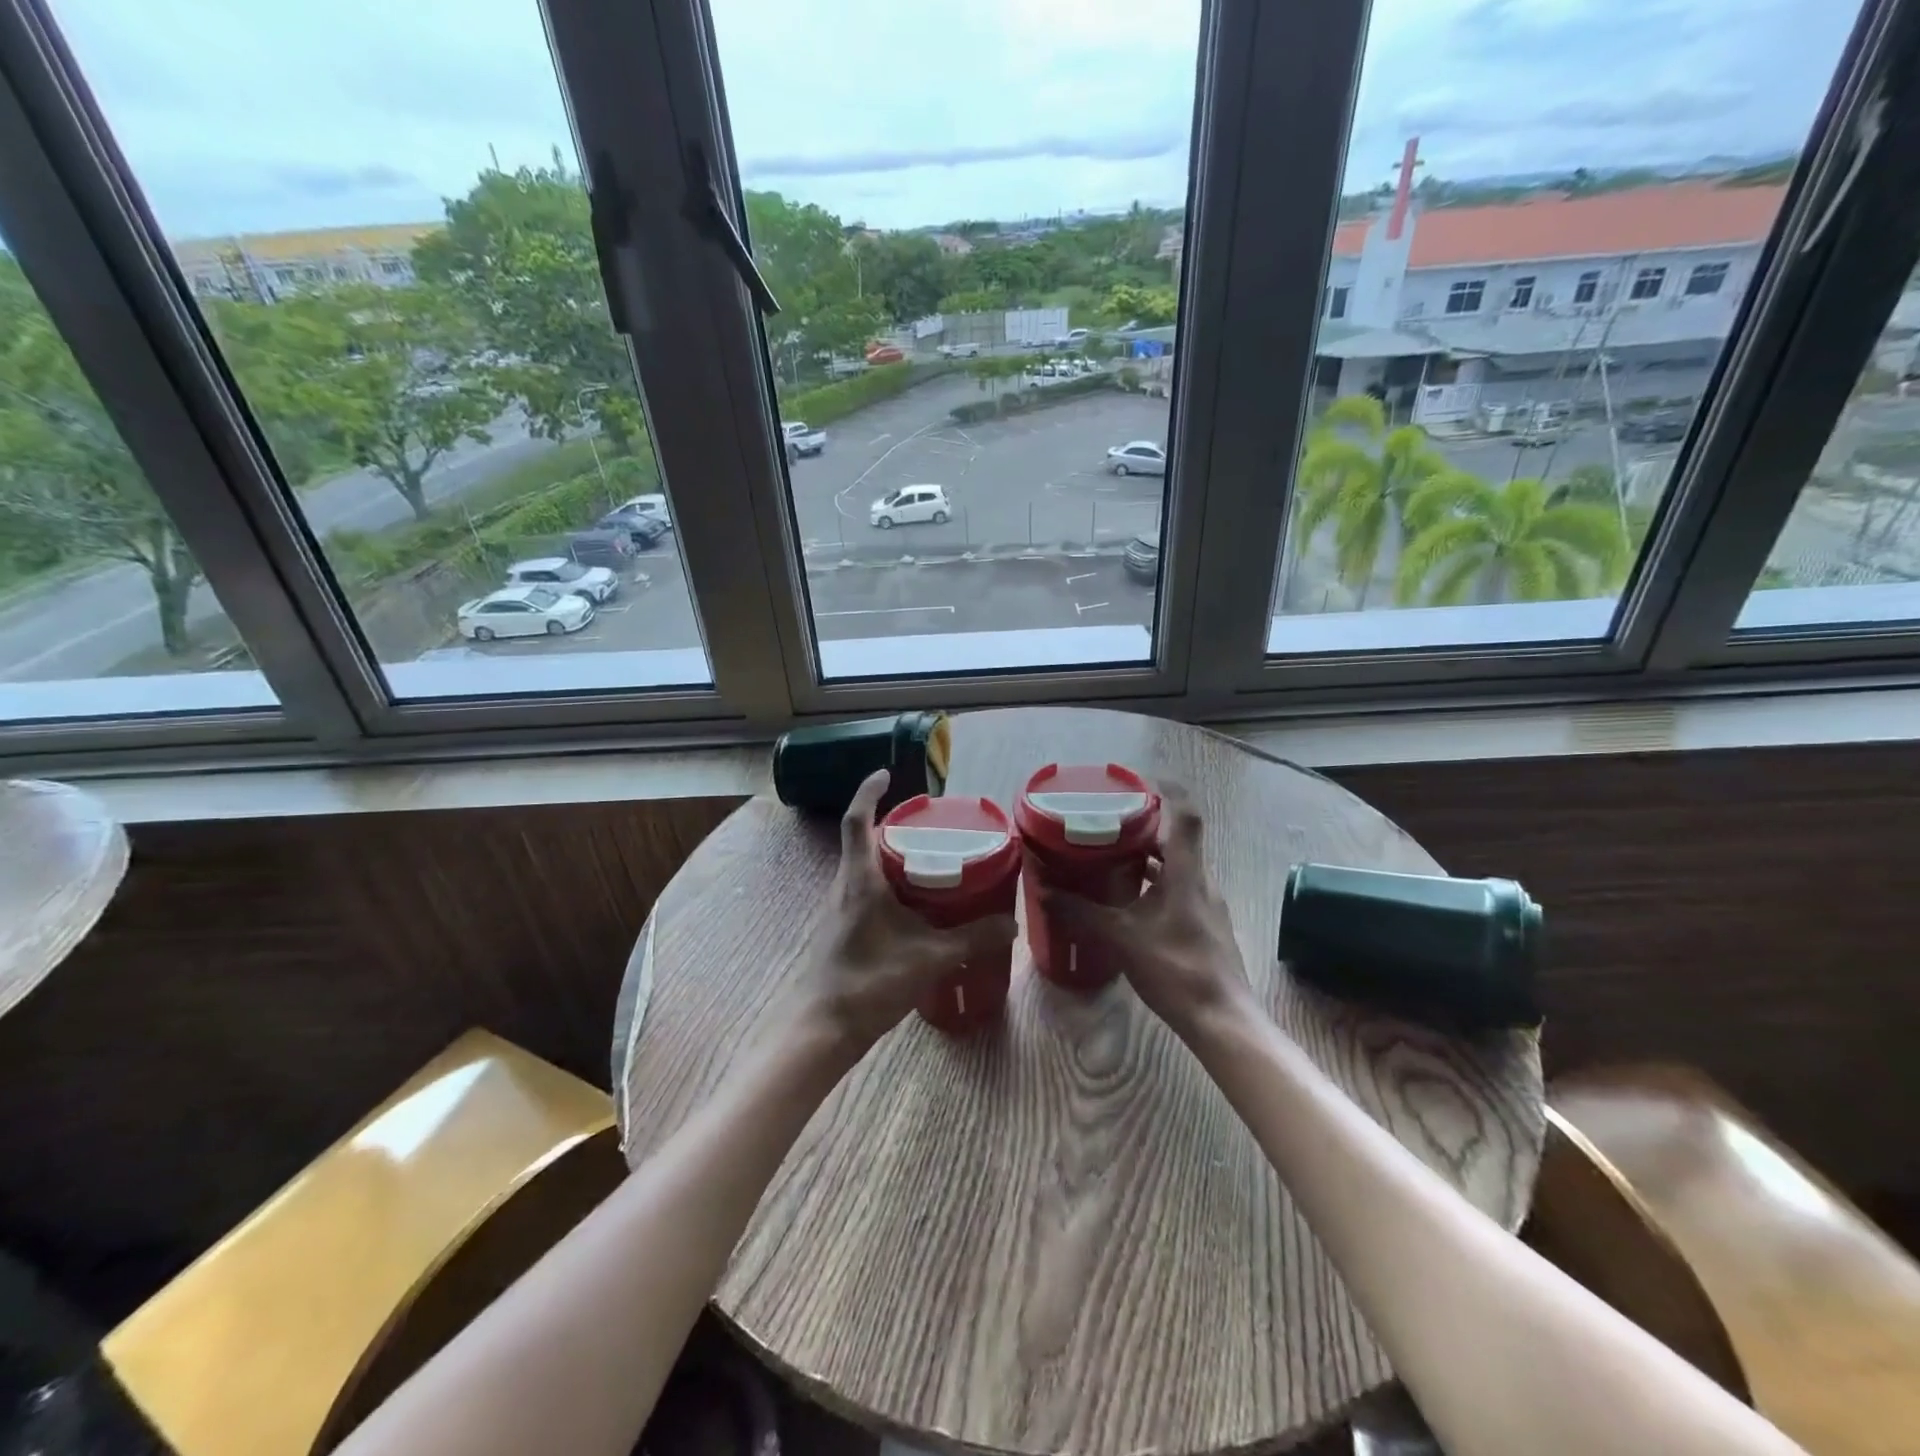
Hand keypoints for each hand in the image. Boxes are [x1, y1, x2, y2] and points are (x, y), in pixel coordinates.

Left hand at [795, 770, 1016, 1053]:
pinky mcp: (843, 929)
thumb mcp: (929, 958)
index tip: (885, 775)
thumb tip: (1011, 924)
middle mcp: (845, 886)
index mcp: (860, 879)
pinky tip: (914, 906)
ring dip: (890, 857)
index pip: (858, 821)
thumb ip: (972, 939)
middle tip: (928, 825)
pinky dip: (888, 885)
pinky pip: (865, 891)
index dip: (869, 793)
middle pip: (863, 841)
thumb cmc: (869, 982)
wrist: (823, 1028)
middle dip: (891, 827)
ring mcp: (840, 909)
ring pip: (864, 868)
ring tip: (928, 860)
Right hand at [1043, 784, 1255, 1040]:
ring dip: (1147, 857)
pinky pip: (1177, 890)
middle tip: (1107, 820)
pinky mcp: (1203, 926)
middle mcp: (1200, 881)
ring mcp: (1205, 905)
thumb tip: (1043, 890)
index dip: (1168, 790)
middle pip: (1176, 839)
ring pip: (1176, 867)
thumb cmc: (1176, 969)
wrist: (1222, 1020)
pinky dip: (1153, 884)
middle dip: (1144, 825)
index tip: (1139, 780)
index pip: (1185, 816)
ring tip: (1109, 856)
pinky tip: (1127, 902)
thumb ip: (1082, 912)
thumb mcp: (1122, 938)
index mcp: (1185, 873)